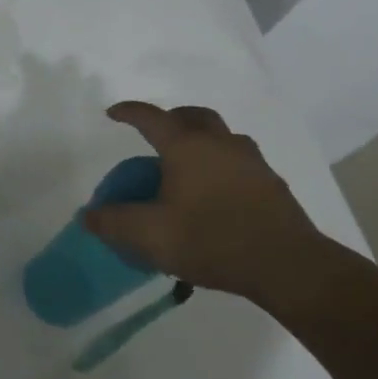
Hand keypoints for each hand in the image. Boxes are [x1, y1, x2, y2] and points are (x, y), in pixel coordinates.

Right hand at [83, 102, 325, 302]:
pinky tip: (214, 192)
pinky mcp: (271, 185)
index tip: (113, 113)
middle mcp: (221, 145)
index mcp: (188, 148)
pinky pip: (239, 161)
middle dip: (171, 118)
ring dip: (201, 140)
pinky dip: (220, 164)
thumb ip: (114, 223)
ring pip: (222, 137)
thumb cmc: (211, 240)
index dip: (130, 112)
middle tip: (156, 134)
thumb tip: (89, 216)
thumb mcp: (150, 236)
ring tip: (185, 165)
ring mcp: (252, 162)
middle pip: (194, 116)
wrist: (287, 266)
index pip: (152, 118)